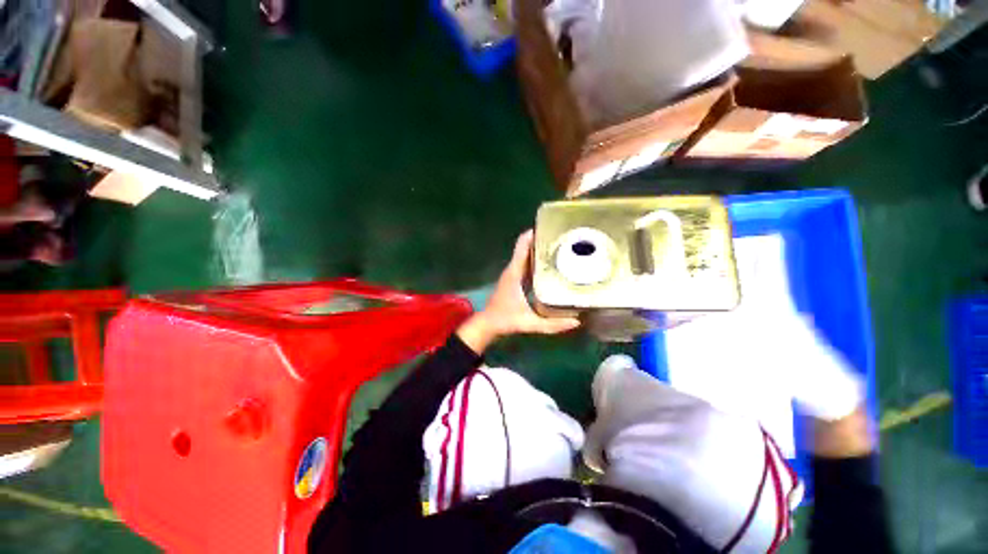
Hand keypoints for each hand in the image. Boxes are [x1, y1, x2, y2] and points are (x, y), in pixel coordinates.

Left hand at [457, 230, 580, 352]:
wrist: (488, 324)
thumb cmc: (506, 320)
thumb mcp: (529, 323)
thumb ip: (552, 325)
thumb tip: (576, 322)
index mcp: (515, 273)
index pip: (522, 246)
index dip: (532, 234)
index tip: (549, 226)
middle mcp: (513, 269)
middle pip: (525, 247)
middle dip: (541, 240)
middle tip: (562, 237)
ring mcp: (512, 273)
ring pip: (525, 254)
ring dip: (539, 249)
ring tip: (559, 247)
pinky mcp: (514, 279)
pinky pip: (525, 263)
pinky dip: (536, 259)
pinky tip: (549, 264)